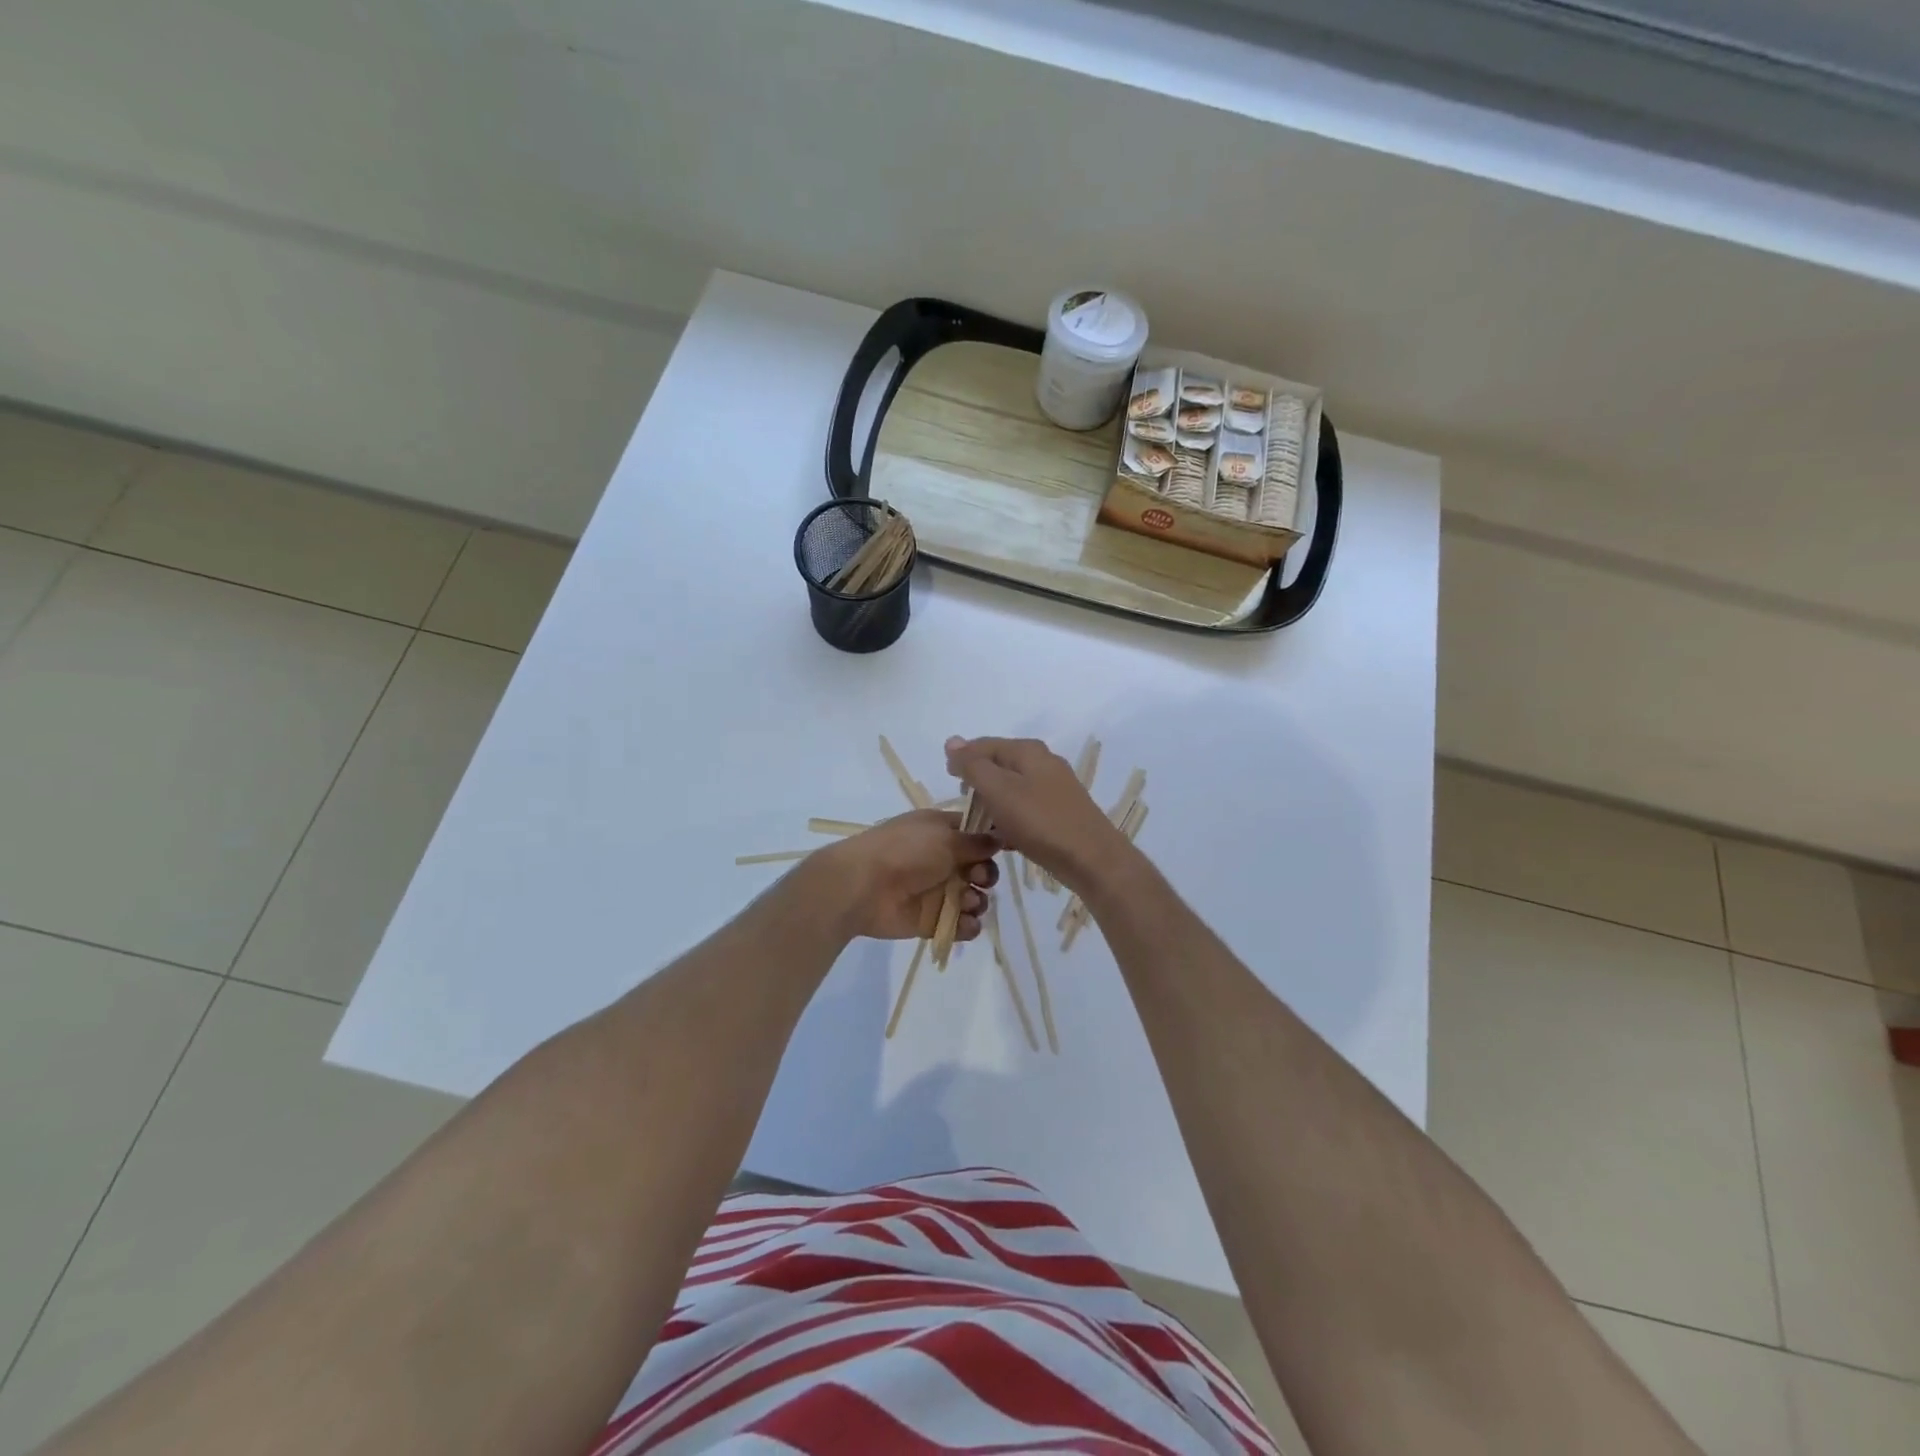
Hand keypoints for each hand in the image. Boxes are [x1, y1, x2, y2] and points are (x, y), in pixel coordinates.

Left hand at [816, 810, 998, 942]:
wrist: (863, 886)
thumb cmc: (905, 851)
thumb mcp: (945, 837)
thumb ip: (976, 841)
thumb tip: (1001, 836)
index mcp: (941, 832)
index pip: (976, 834)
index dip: (992, 843)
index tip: (1006, 849)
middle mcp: (942, 860)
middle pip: (980, 869)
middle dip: (985, 875)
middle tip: (976, 877)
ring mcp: (937, 891)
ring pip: (974, 898)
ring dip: (978, 901)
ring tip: (966, 902)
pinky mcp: (932, 920)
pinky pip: (961, 924)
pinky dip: (968, 925)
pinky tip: (965, 922)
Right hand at [944, 736, 1133, 892]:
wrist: (1091, 859)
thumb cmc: (1039, 821)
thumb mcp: (998, 790)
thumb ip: (973, 765)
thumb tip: (952, 741)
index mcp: (1028, 751)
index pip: (984, 745)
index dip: (962, 759)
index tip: (948, 781)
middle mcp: (1043, 762)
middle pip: (999, 765)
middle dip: (978, 782)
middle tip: (964, 805)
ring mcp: (1055, 788)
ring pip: (1012, 788)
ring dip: (993, 803)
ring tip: (979, 824)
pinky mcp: (1060, 812)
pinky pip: (1026, 809)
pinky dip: (1011, 819)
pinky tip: (1003, 838)